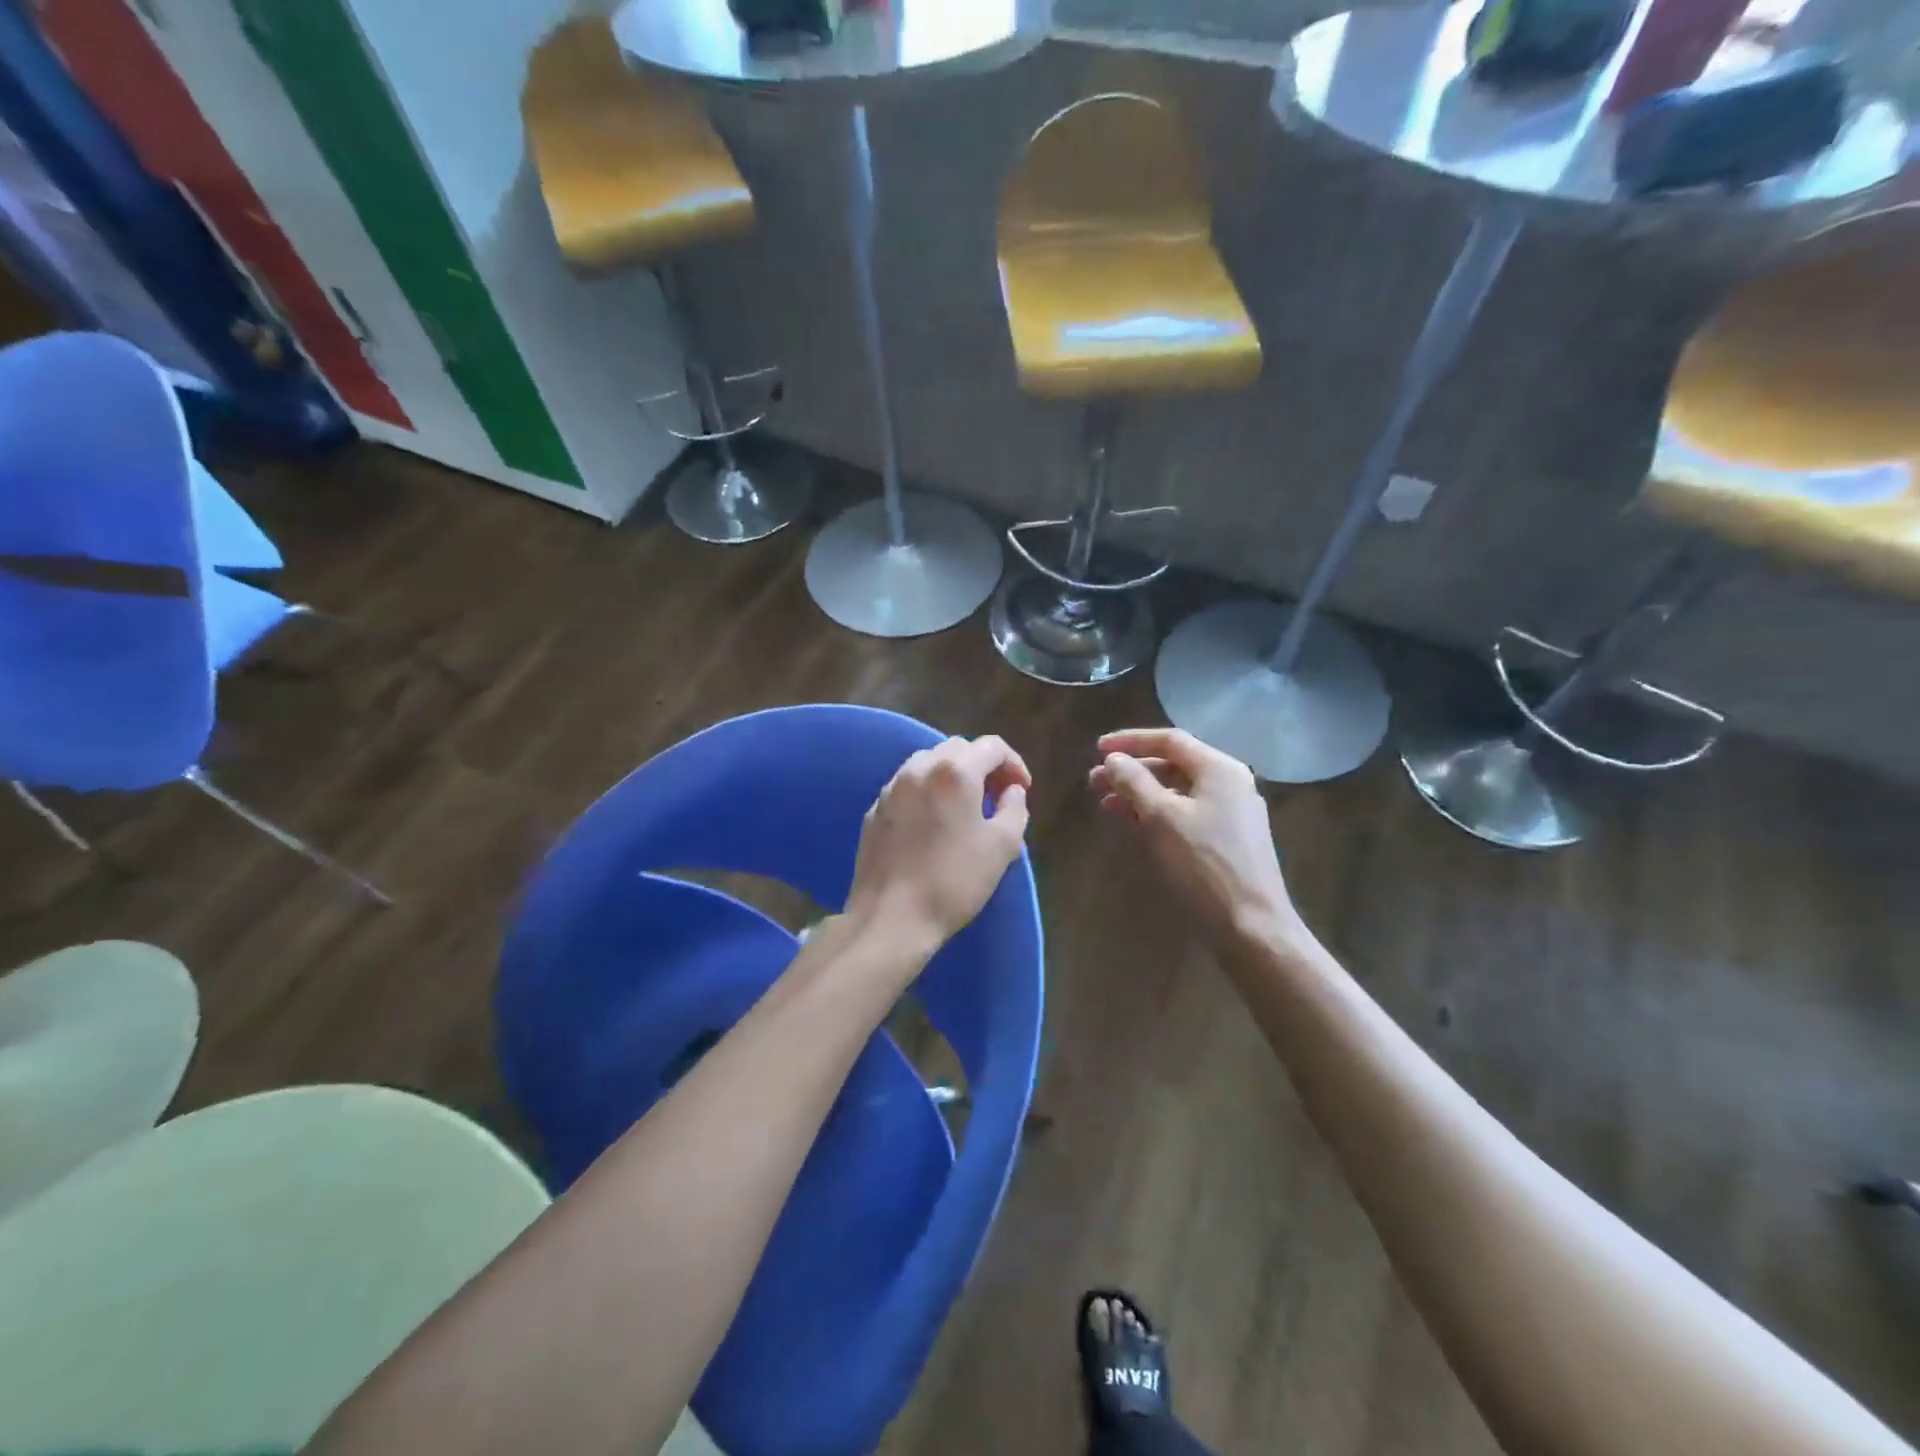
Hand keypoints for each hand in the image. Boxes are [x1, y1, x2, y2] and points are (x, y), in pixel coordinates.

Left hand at [846, 735, 1031, 952]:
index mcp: (954, 771)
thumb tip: (1011, 791)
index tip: (1022, 790)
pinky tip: (932, 825)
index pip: (992, 746)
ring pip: (927, 765)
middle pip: (957, 749)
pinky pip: (906, 789)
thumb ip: (1015, 809)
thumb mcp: (1003, 847)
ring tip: (964, 809)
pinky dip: (926, 794)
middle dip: (982, 766)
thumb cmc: (954, 881)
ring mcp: (890, 789)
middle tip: (997, 797)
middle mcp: (919, 769)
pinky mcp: (873, 812)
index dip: (1014, 764)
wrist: (891, 918)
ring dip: (951, 777)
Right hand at [1089, 728, 1300, 954]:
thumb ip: (1135, 782)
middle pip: (1173, 765)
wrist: (1250, 925)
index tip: (1097, 749)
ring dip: (1140, 793)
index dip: (1130, 741)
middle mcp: (1229, 784)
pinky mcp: (1227, 841)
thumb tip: (1114, 759)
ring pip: (1177, 791)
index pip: (1170, 740)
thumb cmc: (1204, 864)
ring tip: (1106, 803)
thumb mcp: (1162, 818)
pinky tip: (1133, 823)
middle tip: (1094, 781)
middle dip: (1131, 770)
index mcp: (1219, 769)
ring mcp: (1231, 814)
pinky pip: (1185, 814)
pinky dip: (1156, 813)